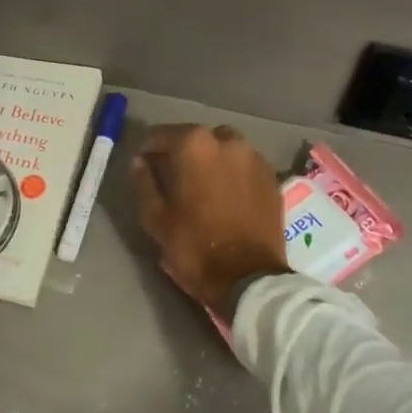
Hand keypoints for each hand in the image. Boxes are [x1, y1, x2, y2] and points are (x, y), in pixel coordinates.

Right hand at [130, 124, 288, 319]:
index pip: (162, 134)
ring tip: (203, 185)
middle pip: (197, 138)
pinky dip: (233, 173)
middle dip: (183, 152)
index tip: (144, 164)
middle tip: (174, 176)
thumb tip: (139, 161)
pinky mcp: (272, 177)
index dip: (149, 149)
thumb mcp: (155, 218)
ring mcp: (255, 157)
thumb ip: (144, 182)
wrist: (250, 278)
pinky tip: (227, 195)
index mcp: (195, 145)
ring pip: (224, 149)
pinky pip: (245, 165)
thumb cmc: (195, 246)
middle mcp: (227, 141)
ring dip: (211, 160)